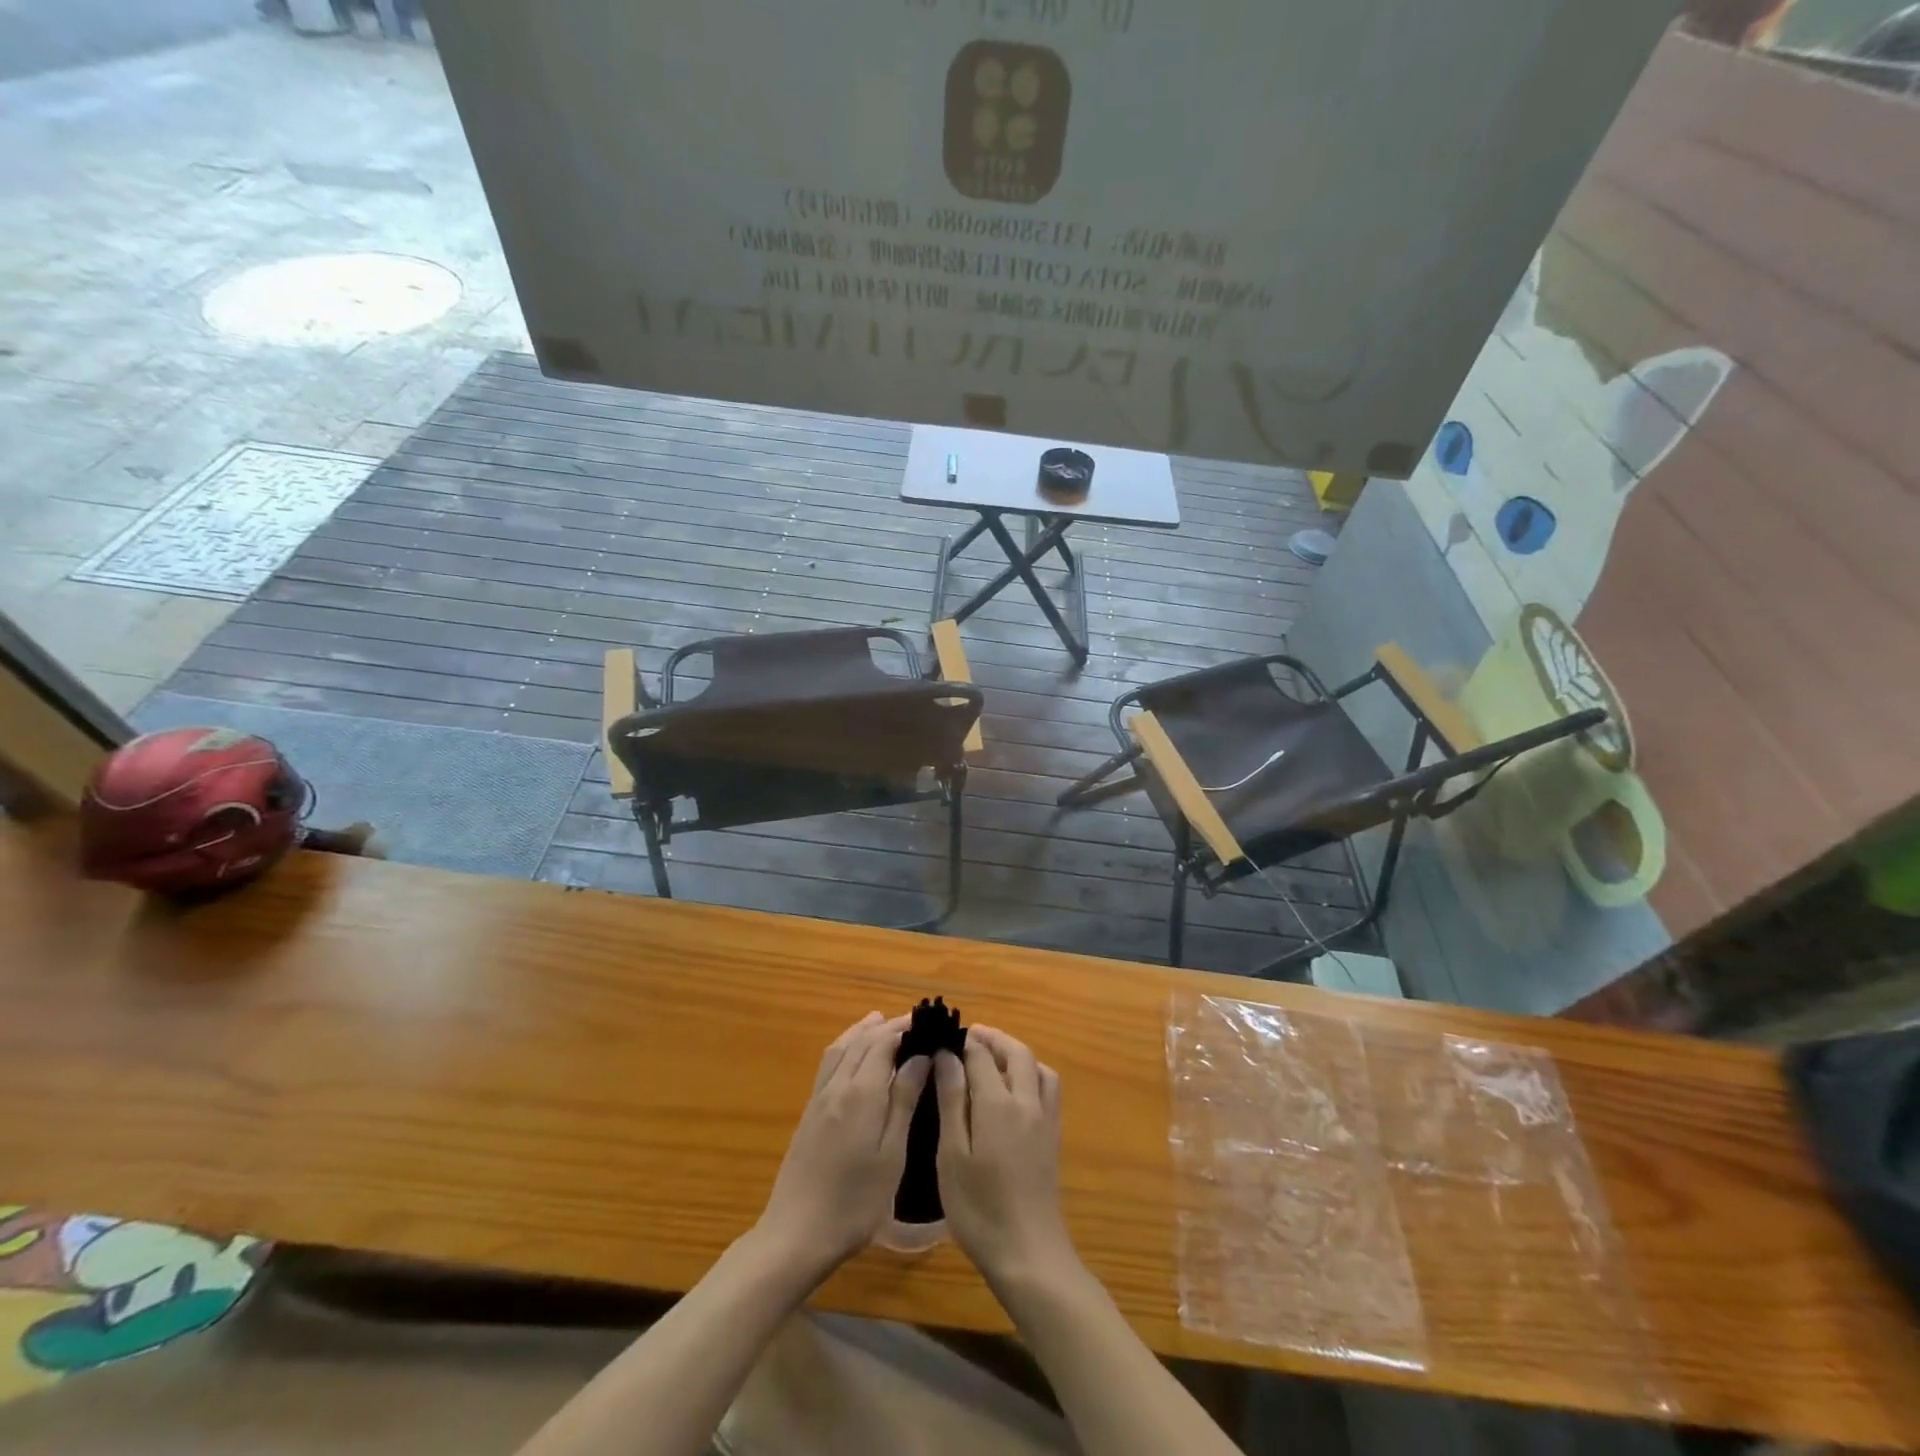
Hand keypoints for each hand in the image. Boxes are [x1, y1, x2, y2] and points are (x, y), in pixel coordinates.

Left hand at [753, 1013, 929, 1283]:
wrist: (796, 1234)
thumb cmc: (855, 1202)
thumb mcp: (891, 1155)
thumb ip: (904, 1101)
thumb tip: (920, 1057)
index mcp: (861, 1092)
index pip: (883, 1042)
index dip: (904, 1028)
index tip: (928, 1023)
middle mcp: (837, 1086)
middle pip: (862, 1041)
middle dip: (887, 1027)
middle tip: (914, 1022)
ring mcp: (819, 1098)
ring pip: (841, 1048)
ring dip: (862, 1031)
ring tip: (881, 1022)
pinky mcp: (809, 1113)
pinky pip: (828, 1064)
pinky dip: (845, 1047)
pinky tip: (852, 1055)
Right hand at [933, 1026, 1074, 1287]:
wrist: (1028, 1252)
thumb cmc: (979, 1207)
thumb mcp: (952, 1155)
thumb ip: (952, 1100)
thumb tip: (947, 1056)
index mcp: (998, 1103)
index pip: (981, 1055)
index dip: (962, 1043)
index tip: (942, 1039)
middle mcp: (1027, 1101)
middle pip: (1016, 1052)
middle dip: (993, 1038)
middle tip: (969, 1036)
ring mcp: (1045, 1118)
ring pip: (1037, 1066)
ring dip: (1015, 1052)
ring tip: (992, 1057)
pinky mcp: (1053, 1135)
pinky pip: (1047, 1086)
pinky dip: (1032, 1072)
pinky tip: (1015, 1088)